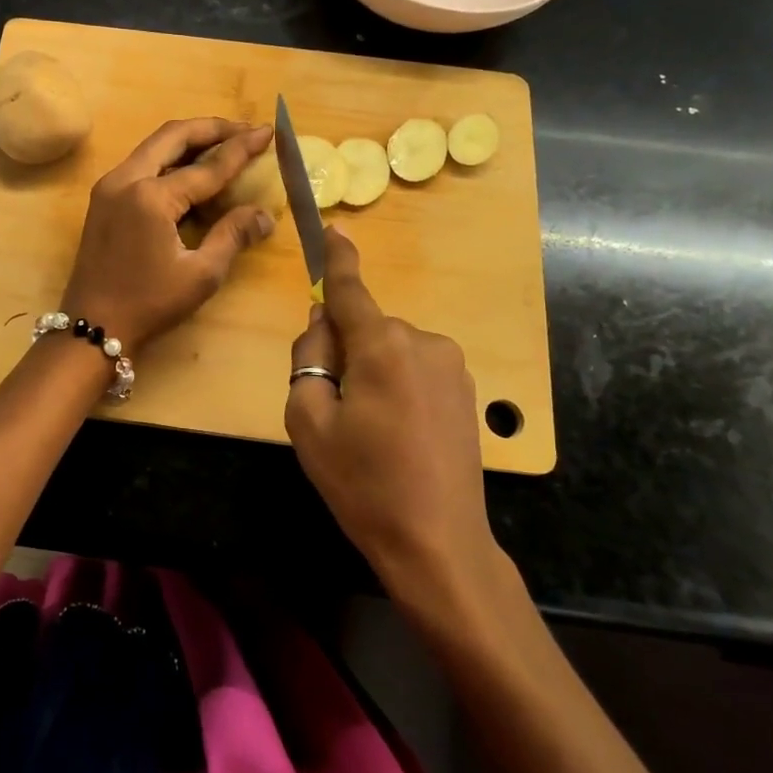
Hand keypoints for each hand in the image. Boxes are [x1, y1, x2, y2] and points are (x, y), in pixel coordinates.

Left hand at [62, 118, 275, 352]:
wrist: (92, 327)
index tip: (268, 132)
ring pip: (155, 145)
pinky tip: (193, 169)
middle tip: (245, 130)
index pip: (207, 166)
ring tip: (225, 143)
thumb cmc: (149, 304)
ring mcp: (110, 186)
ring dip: (190, 140)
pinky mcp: (104, 198)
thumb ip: (232, 235)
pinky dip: (170, 158)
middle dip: (212, 128)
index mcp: (151, 196)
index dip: (241, 148)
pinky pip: (142, 163)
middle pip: (173, 135)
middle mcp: (126, 179)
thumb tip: (264, 215)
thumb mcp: (201, 274)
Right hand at [285, 227, 501, 597]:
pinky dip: (396, 385)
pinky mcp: (465, 389)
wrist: (438, 544)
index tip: (332, 228)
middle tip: (333, 410)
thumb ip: (308, 358)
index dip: (337, 259)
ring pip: (389, 349)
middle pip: (365, 328)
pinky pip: (414, 368)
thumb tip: (324, 324)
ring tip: (369, 431)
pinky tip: (398, 434)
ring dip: (370, 371)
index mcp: (382, 346)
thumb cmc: (363, 484)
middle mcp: (423, 342)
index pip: (350, 290)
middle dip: (343, 351)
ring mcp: (451, 366)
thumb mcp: (308, 421)